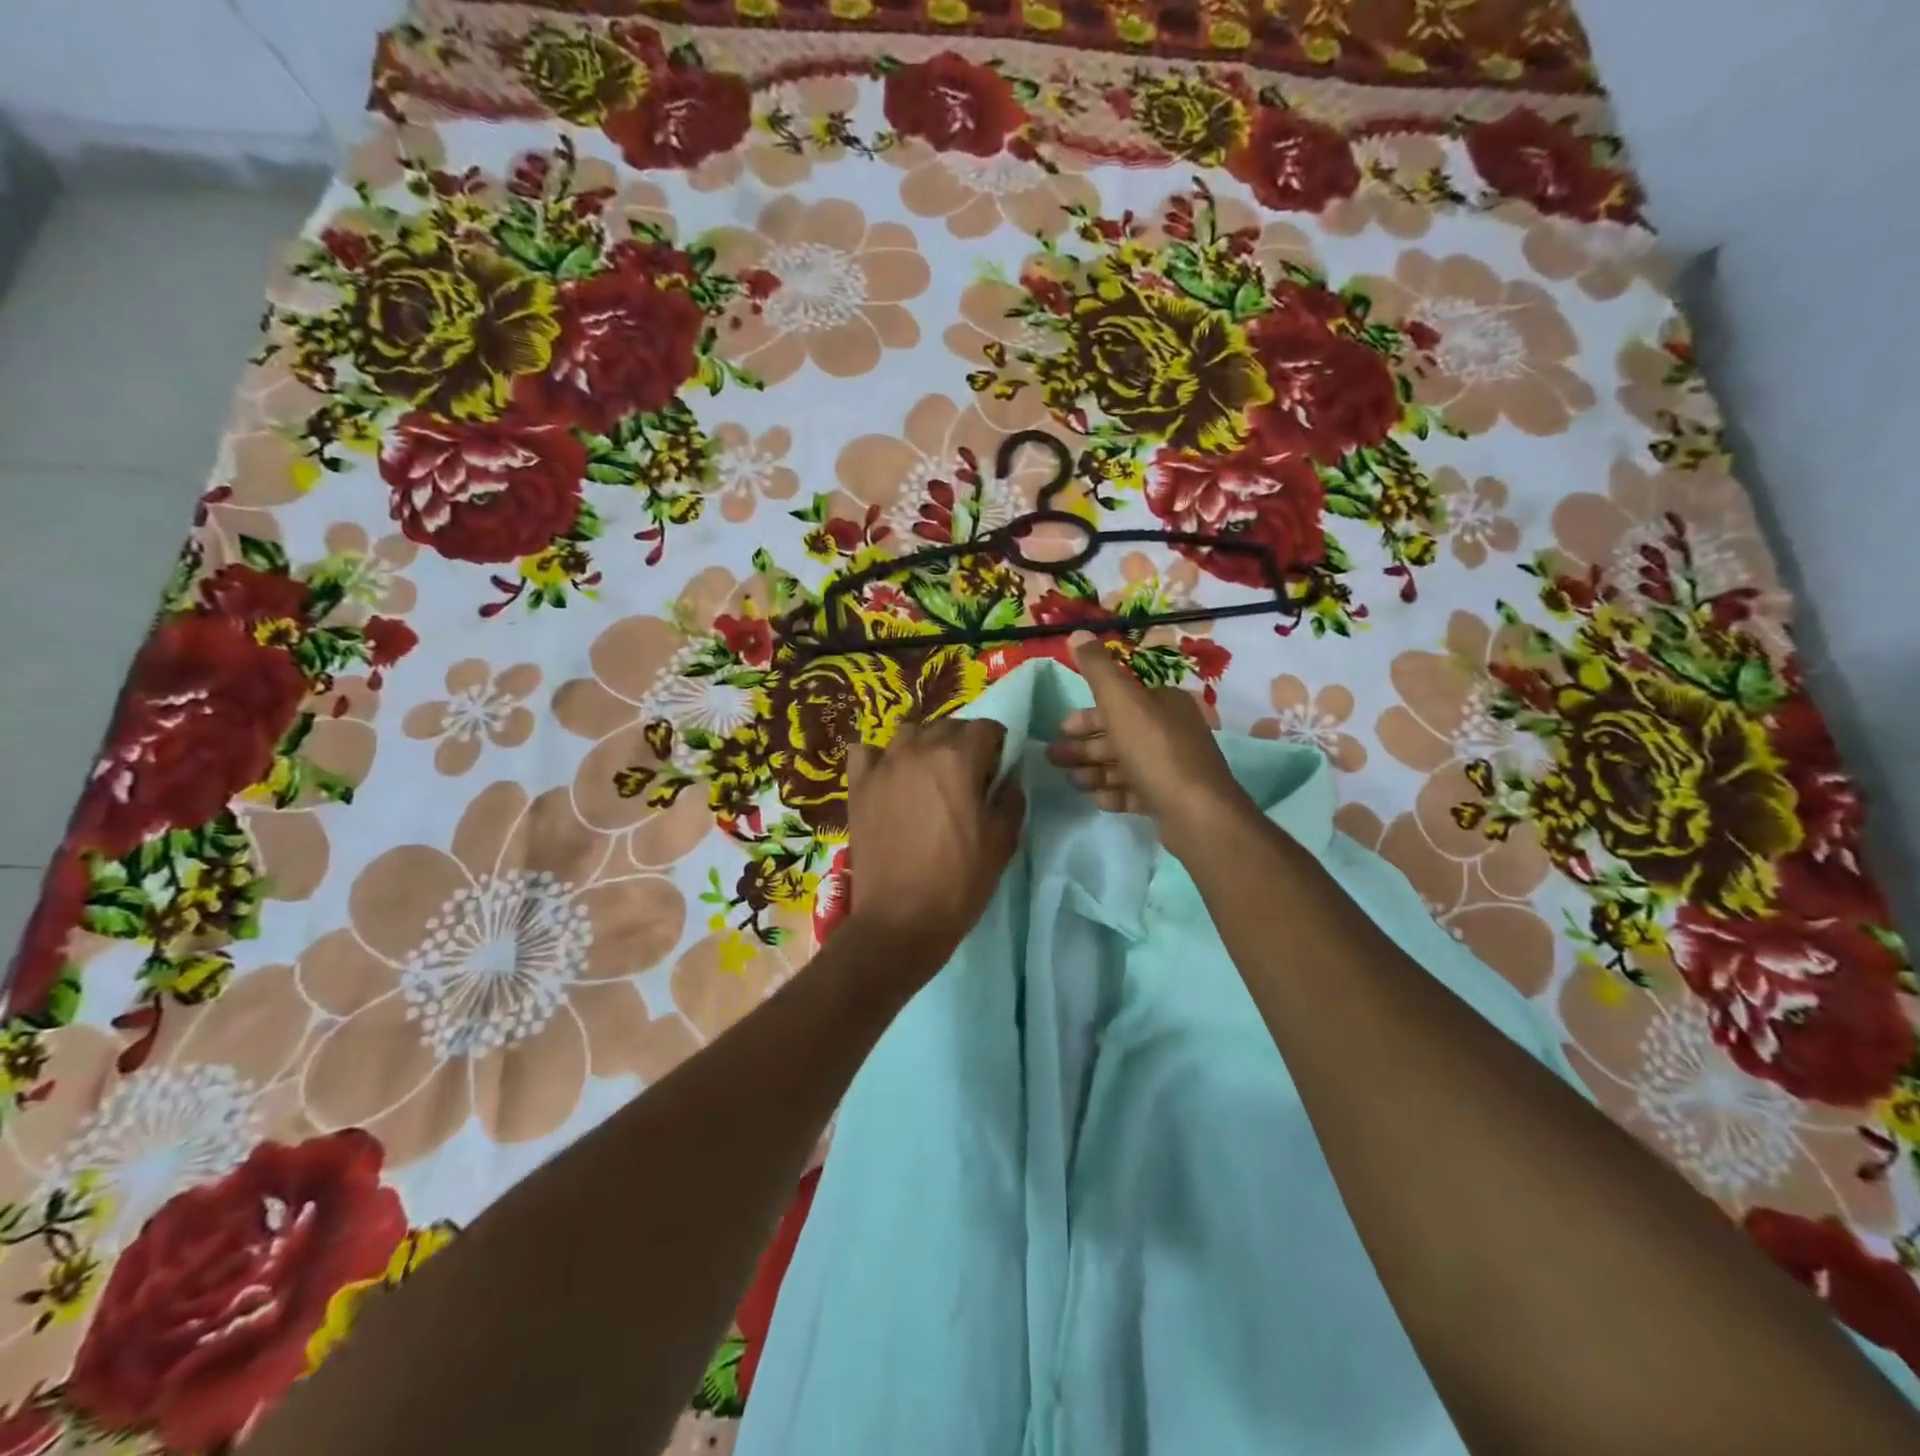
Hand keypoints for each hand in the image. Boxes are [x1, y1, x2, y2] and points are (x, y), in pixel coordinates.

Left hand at [844, 718, 1025, 970]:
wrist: (901, 920)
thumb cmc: (960, 881)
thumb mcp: (1003, 841)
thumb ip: (1011, 798)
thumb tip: (1008, 777)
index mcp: (958, 760)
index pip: (986, 728)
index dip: (998, 744)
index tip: (999, 767)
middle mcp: (918, 751)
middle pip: (948, 726)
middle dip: (964, 742)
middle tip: (969, 775)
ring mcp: (883, 766)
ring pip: (909, 732)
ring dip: (925, 744)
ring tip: (930, 774)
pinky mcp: (858, 786)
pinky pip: (866, 751)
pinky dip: (880, 756)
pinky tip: (890, 776)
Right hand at [1046, 632, 1254, 860]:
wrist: (1196, 813)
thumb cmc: (1154, 750)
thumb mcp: (1121, 701)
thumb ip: (1097, 669)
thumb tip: (1077, 633)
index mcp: (1164, 703)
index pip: (1120, 703)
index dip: (1087, 715)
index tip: (1061, 728)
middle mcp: (1172, 731)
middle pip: (1119, 734)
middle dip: (1085, 746)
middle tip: (1054, 758)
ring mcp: (1173, 768)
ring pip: (1125, 764)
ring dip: (1095, 771)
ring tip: (1071, 781)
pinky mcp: (1171, 800)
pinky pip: (1136, 792)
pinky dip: (1115, 794)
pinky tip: (1097, 800)